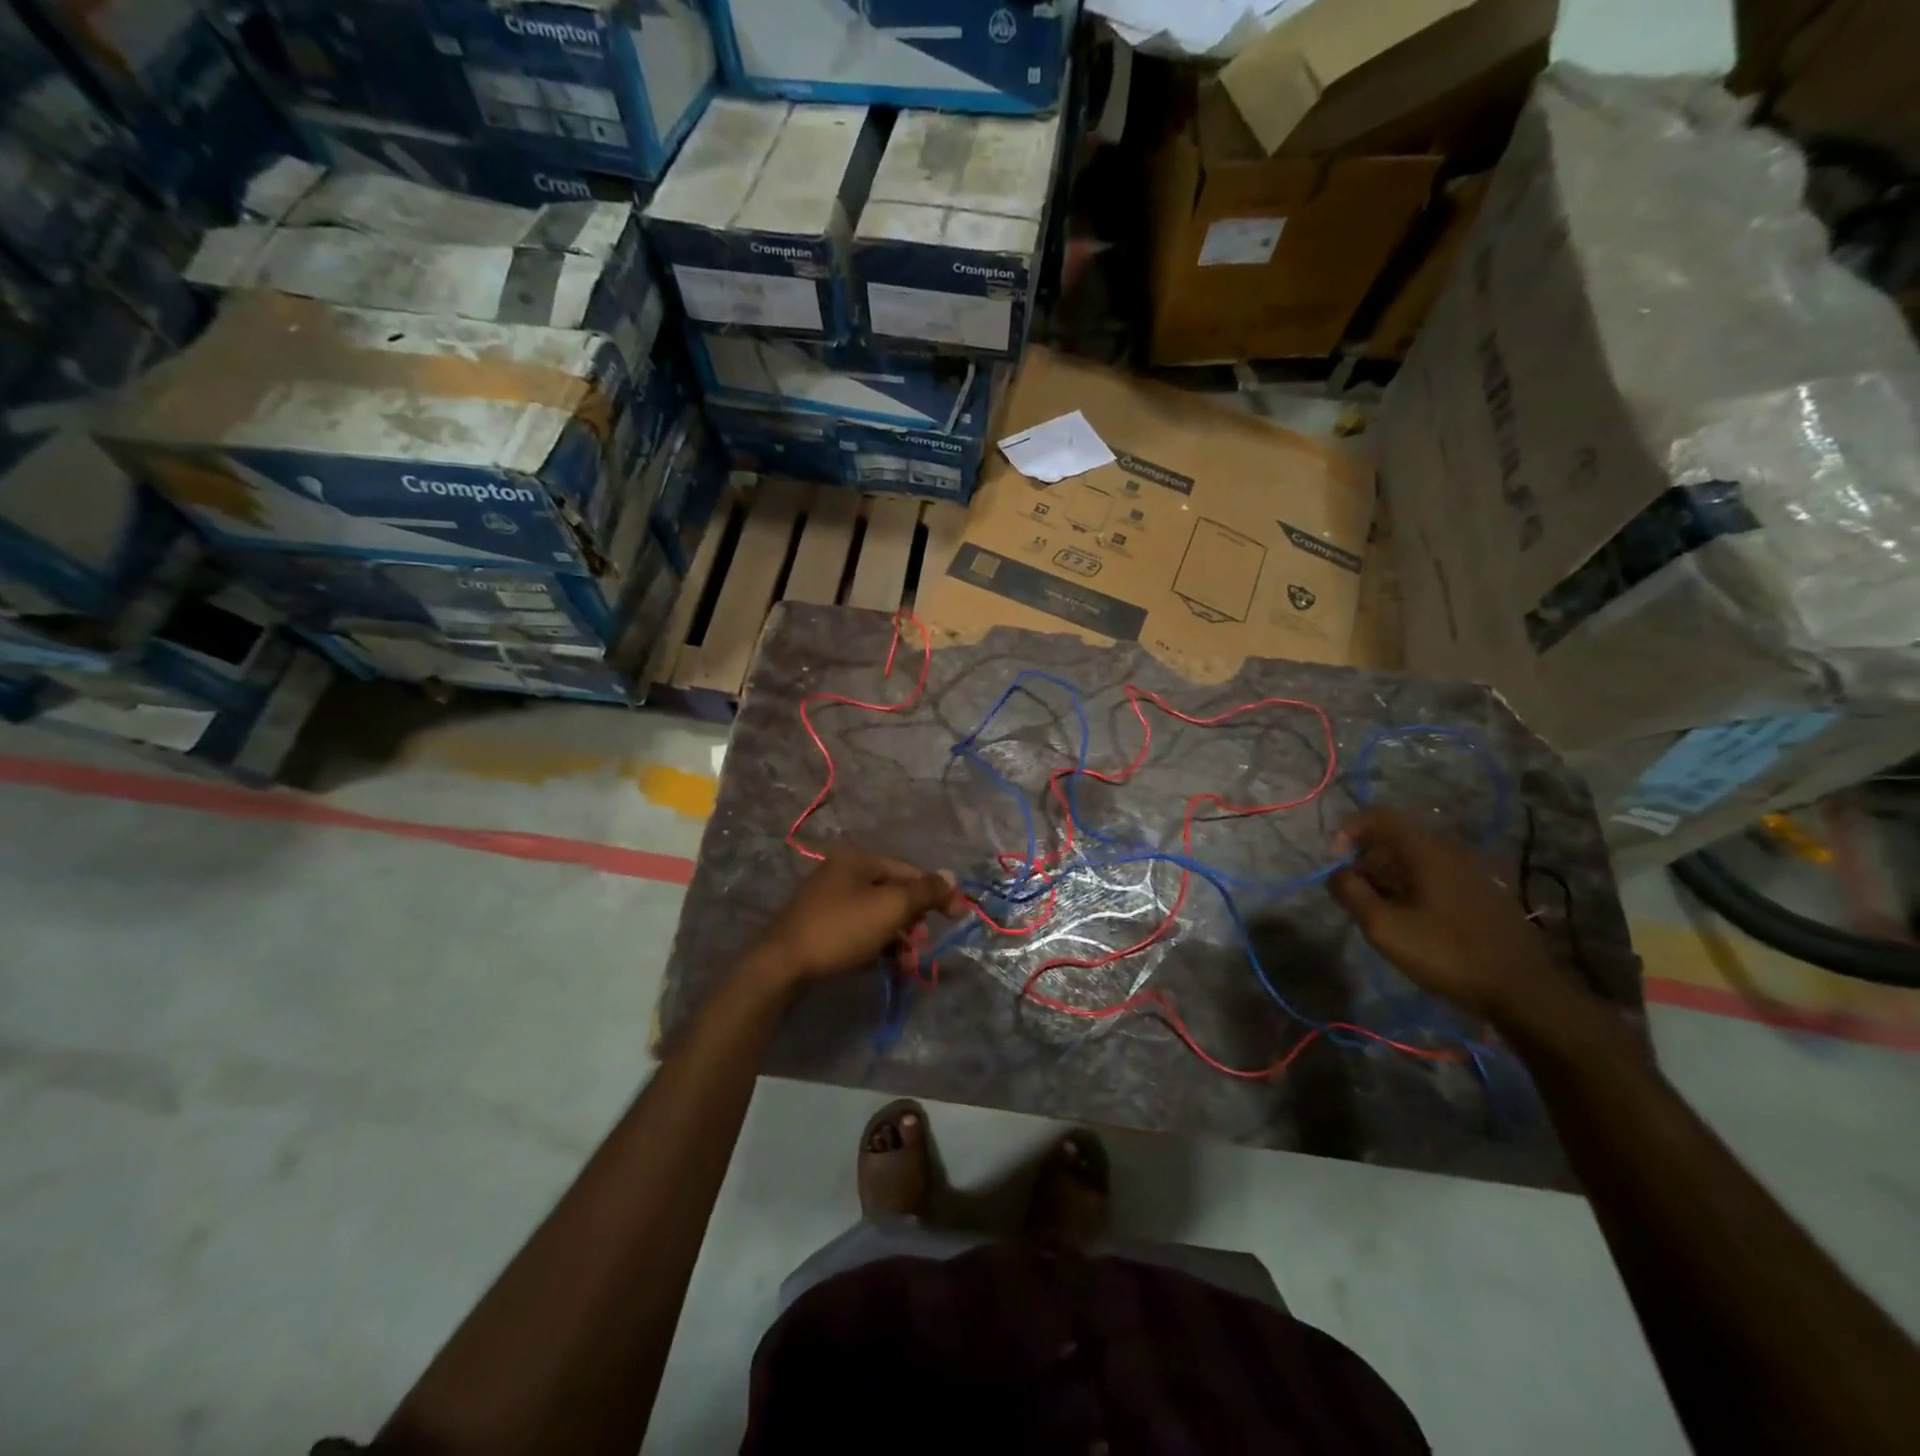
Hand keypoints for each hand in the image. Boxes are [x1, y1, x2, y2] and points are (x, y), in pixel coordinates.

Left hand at [745, 848, 961, 986]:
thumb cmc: (841, 929)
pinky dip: (874, 946)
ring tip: (903, 966)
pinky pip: (859, 931)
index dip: (936, 893)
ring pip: (877, 916)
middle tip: (919, 948)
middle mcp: (841, 872)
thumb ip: (926, 891)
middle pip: (893, 894)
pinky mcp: (819, 927)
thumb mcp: (891, 907)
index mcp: (857, 858)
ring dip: (897, 939)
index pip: (909, 871)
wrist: (781, 967)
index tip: (957, 918)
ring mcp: (827, 900)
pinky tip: (880, 965)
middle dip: (913, 923)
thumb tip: (952, 877)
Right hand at [1329, 808, 1564, 1020]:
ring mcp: (1469, 872)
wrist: (1523, 991)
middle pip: (1393, 840)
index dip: (1348, 832)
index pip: (1377, 816)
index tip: (1336, 864)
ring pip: (1413, 861)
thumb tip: (1337, 874)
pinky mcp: (1481, 894)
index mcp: (1425, 850)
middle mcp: (1449, 851)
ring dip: (1387, 880)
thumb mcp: (1383, 926)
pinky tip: (1412, 925)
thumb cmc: (1447, 952)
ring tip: (1382, 917)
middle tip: (1357, 901)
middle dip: (1365, 864)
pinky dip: (1411, 891)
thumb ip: (1350, 893)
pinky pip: (1434, 878)